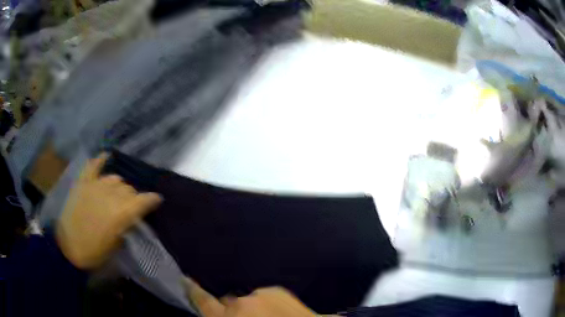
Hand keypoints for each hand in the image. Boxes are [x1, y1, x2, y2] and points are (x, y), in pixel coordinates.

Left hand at [56, 153, 161, 268]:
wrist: (68, 248)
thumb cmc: (94, 253)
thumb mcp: (116, 247)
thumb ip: (125, 228)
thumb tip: (130, 219)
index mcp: (120, 213)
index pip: (143, 200)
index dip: (152, 199)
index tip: (157, 200)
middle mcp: (110, 195)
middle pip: (128, 189)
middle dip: (134, 197)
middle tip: (132, 207)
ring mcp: (94, 186)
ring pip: (114, 178)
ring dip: (120, 186)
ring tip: (118, 194)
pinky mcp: (82, 183)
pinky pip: (92, 166)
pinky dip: (100, 161)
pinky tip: (106, 157)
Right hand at [183, 278, 326, 316]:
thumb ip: (223, 315)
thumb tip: (221, 312)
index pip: (204, 302)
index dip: (193, 291)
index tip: (185, 279)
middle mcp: (241, 304)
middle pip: (227, 302)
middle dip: (231, 311)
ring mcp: (261, 294)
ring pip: (247, 300)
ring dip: (251, 308)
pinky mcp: (278, 291)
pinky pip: (263, 296)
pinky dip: (266, 303)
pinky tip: (277, 313)